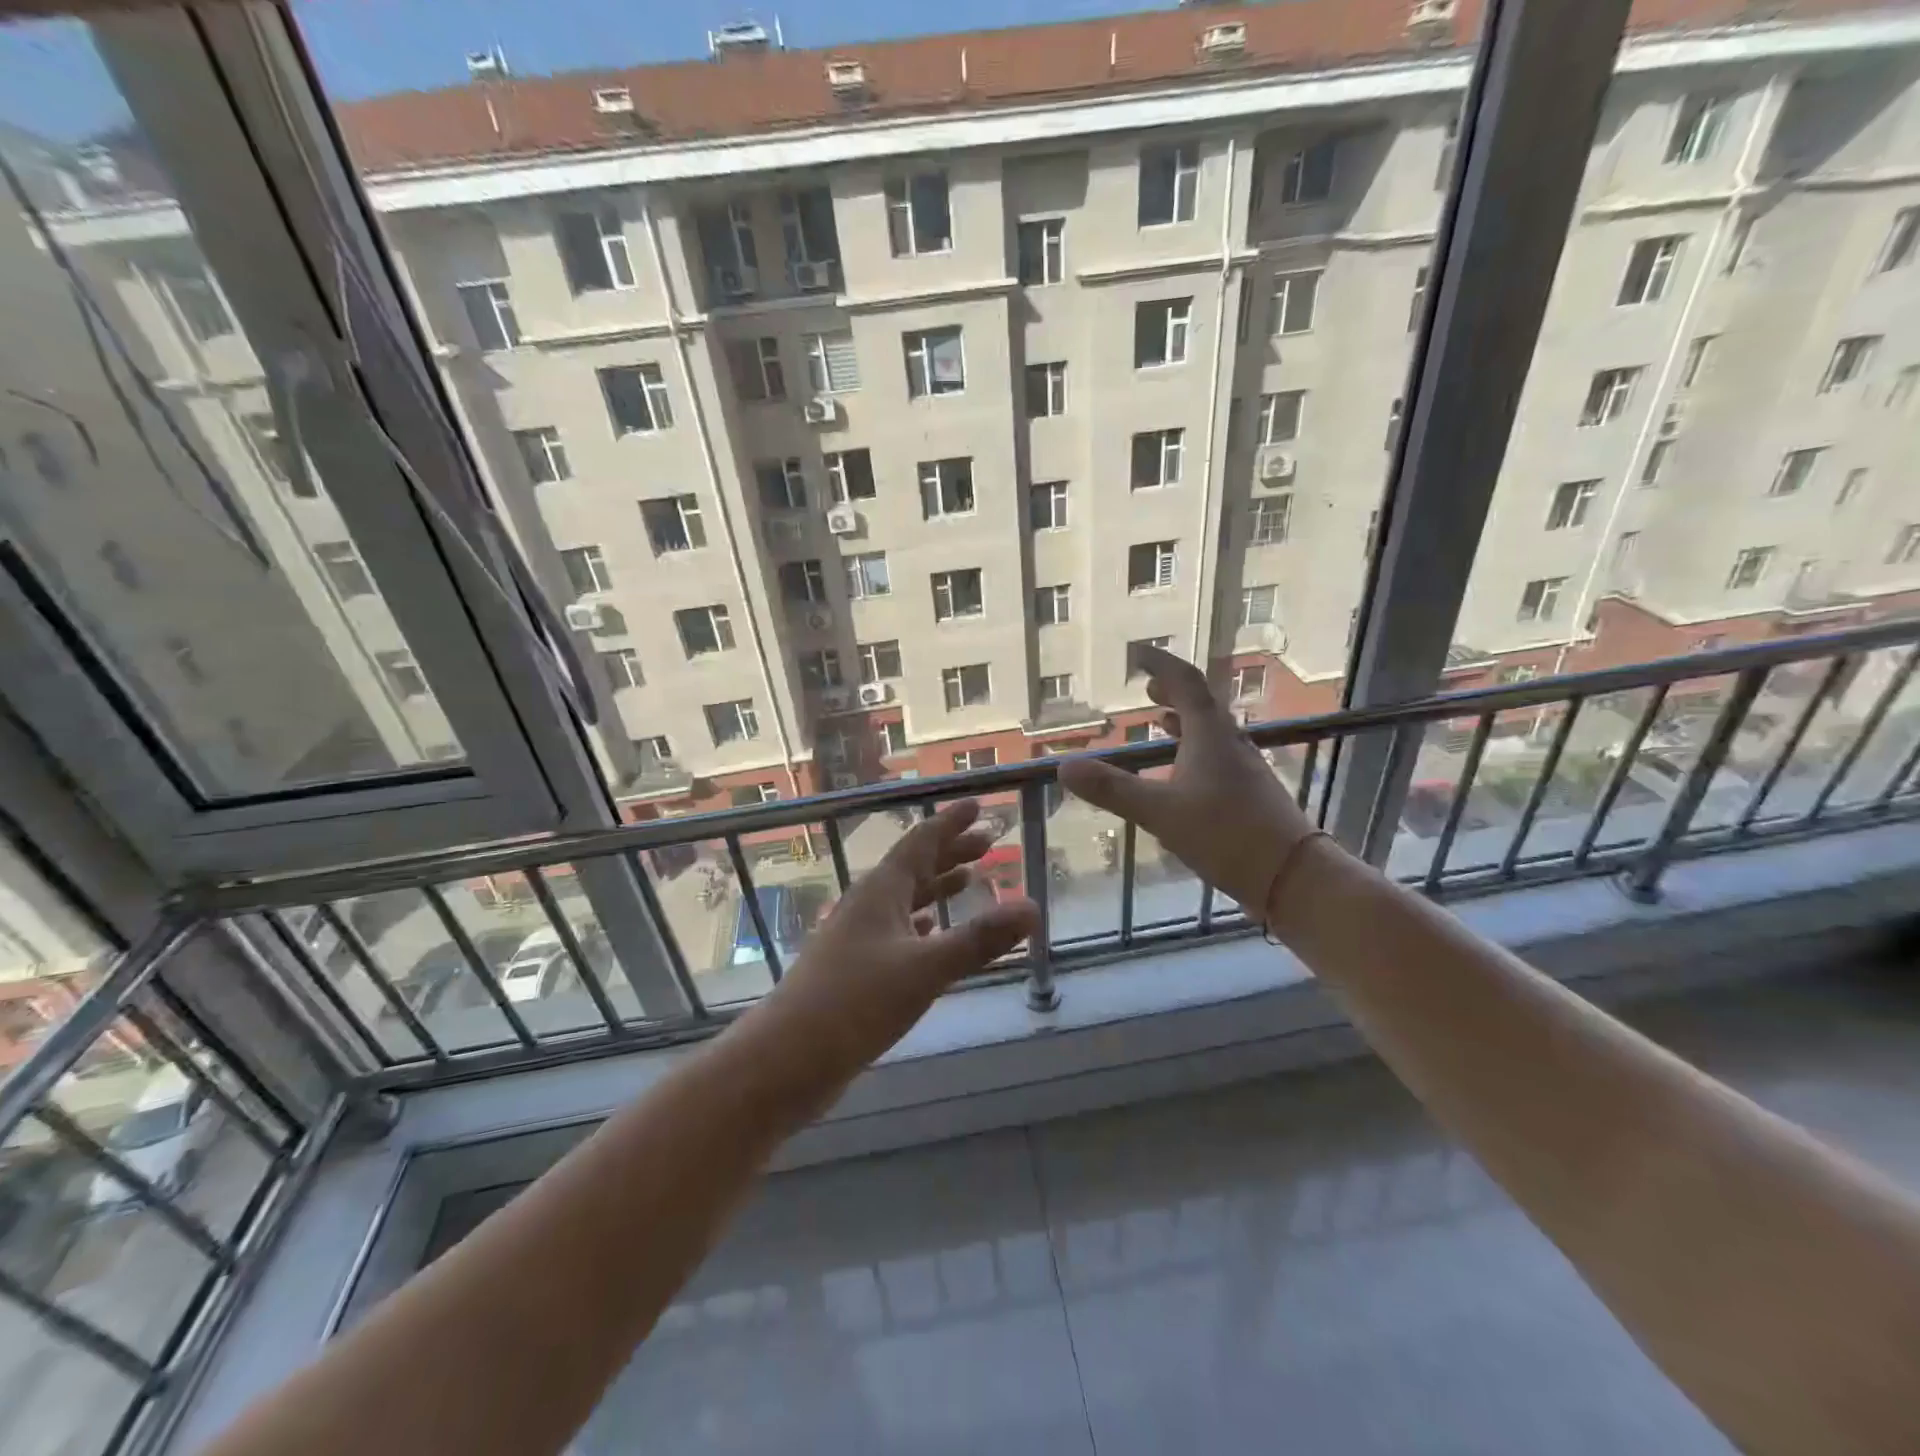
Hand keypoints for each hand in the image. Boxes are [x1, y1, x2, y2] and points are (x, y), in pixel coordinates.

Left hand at [738, 800, 1039, 1082]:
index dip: (951, 823)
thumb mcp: (925, 969)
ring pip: (905, 900)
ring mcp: (857, 937)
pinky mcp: (854, 969)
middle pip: (914, 867)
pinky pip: (896, 932)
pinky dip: (920, 924)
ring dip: (937, 887)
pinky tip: (929, 932)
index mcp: (881, 892)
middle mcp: (868, 906)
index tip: (978, 805)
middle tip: (988, 842)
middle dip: (951, 852)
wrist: (786, 1060)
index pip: (921, 842)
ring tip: (968, 880)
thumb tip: (1033, 907)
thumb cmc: (855, 1003)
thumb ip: (979, 940)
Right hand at [1058, 646, 1322, 916]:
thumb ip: (1113, 790)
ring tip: (1161, 721)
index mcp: (1210, 735)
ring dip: (1185, 721)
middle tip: (1148, 690)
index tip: (1140, 656)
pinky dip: (1194, 750)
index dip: (1161, 666)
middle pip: (1202, 705)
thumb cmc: (1226, 834)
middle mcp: (1230, 743)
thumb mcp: (1161, 812)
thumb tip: (1064, 767)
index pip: (1186, 683)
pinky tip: (1183, 774)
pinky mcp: (1249, 794)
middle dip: (1174, 692)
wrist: (1292, 876)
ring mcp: (1243, 769)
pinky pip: (1216, 757)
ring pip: (1211, 732)